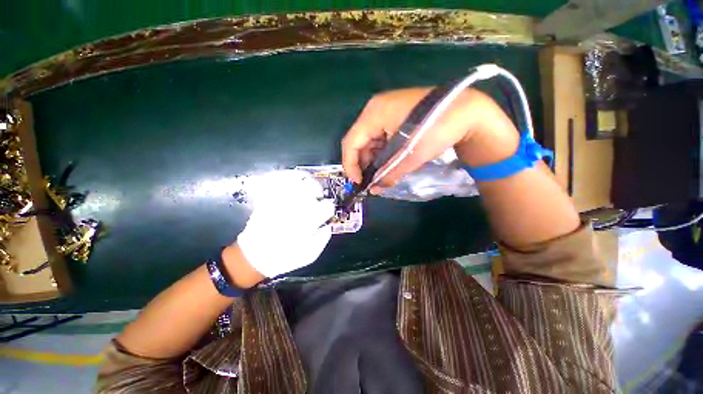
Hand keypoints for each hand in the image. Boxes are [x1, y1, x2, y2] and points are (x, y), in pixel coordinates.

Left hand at [235, 170, 334, 277]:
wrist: (254, 256)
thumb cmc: (284, 257)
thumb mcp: (309, 255)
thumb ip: (323, 239)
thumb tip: (329, 225)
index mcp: (307, 222)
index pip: (327, 206)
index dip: (328, 208)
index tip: (325, 212)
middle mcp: (295, 208)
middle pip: (313, 187)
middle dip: (318, 191)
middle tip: (317, 197)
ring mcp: (280, 200)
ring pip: (298, 179)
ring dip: (306, 180)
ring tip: (307, 186)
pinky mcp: (269, 197)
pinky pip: (279, 179)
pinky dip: (289, 175)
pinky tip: (294, 179)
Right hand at [341, 88, 518, 192]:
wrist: (467, 111)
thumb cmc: (436, 130)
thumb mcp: (409, 156)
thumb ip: (389, 174)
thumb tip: (376, 188)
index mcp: (374, 114)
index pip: (351, 143)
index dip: (351, 165)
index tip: (358, 183)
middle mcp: (375, 110)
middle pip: (359, 142)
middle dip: (363, 165)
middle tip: (371, 183)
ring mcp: (385, 111)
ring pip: (370, 141)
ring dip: (374, 160)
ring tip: (381, 177)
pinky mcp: (395, 116)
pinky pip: (381, 137)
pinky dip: (382, 153)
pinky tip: (389, 164)